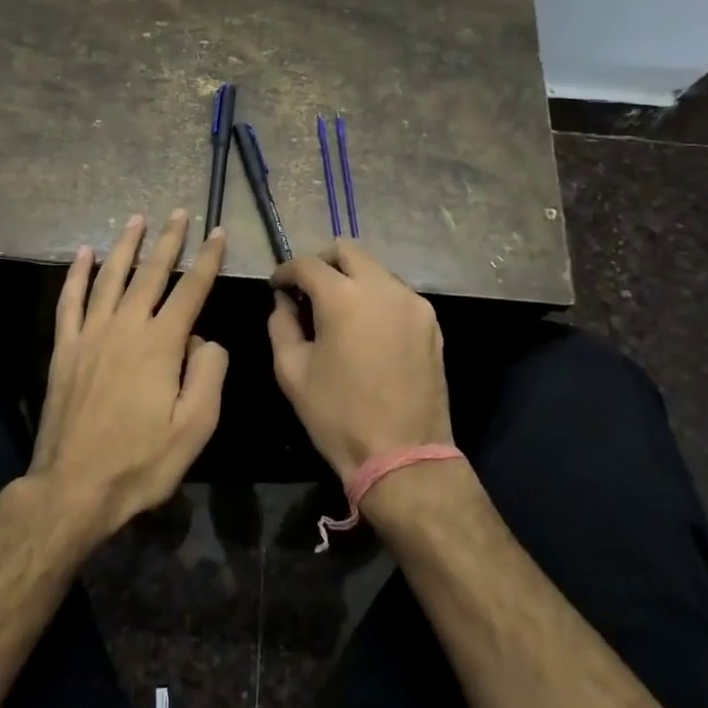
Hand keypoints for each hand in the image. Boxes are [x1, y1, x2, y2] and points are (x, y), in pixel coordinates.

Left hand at [30, 210, 227, 541]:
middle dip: (168, 240)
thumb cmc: (141, 461)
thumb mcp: (194, 427)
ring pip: (110, 277)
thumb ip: (208, 374)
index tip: (218, 232)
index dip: (208, 258)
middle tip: (179, 212)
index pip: (191, 289)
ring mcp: (90, 335)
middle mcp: (125, 327)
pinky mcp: (65, 348)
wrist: (74, 486)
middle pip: (150, 273)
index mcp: (161, 344)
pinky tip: (83, 254)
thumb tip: (204, 339)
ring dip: (125, 246)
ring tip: (136, 219)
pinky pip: (70, 301)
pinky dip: (77, 274)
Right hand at [266, 241, 452, 481]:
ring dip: (352, 280)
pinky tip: (366, 329)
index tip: (277, 287)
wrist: (403, 456)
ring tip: (338, 312)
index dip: (285, 271)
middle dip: (322, 263)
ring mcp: (412, 303)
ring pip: (376, 270)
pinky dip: (376, 298)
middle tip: (308, 291)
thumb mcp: (291, 372)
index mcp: (344, 297)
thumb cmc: (338, 416)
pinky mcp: (431, 322)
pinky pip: (397, 294)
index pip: (307, 265)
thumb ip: (281, 325)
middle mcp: (382, 287)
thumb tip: (284, 302)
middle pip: (348, 251)